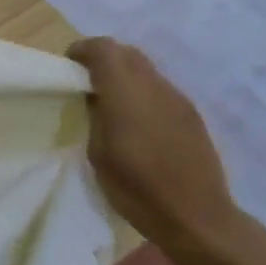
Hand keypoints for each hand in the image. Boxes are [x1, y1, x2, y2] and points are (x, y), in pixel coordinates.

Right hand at [68, 38, 239, 254]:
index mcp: (126, 93)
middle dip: (105, 59)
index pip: (104, 49)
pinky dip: (144, 93)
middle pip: (127, 53)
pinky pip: (161, 90)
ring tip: (113, 103)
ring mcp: (177, 98)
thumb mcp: (99, 155)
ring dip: (126, 76)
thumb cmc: (137, 190)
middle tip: (88, 82)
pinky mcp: (191, 113)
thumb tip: (95, 97)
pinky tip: (139, 122)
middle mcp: (154, 86)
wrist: (196, 216)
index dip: (83, 50)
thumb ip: (96, 117)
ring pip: (147, 70)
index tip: (69, 65)